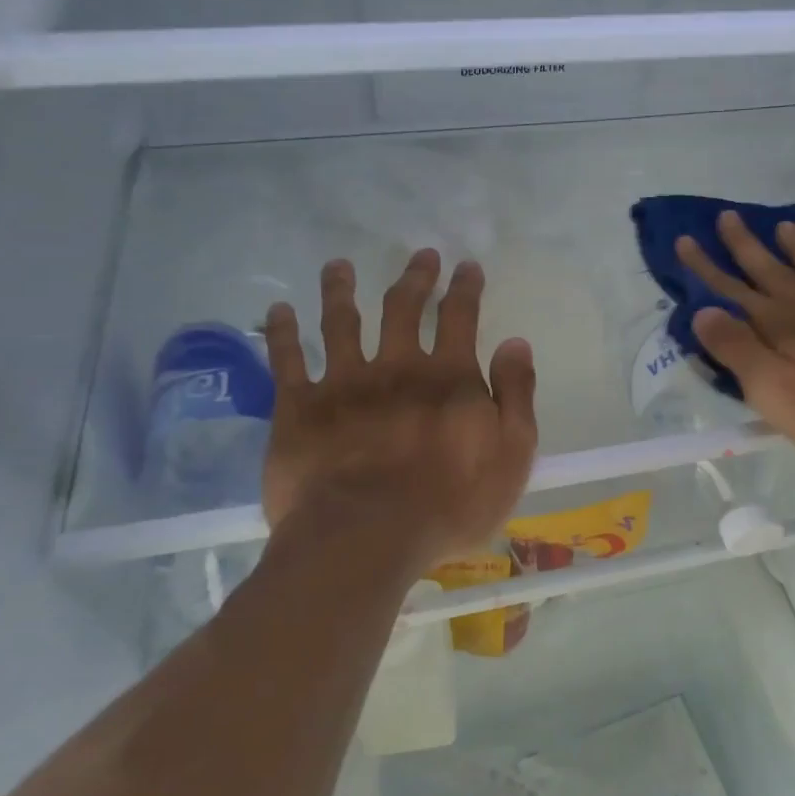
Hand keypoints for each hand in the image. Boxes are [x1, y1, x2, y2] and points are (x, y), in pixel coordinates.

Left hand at [259, 250, 537, 574]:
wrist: (366, 538)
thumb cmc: (449, 505)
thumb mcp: (511, 456)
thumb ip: (516, 397)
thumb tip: (515, 343)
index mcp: (448, 377)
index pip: (459, 317)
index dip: (465, 287)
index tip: (466, 266)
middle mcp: (395, 366)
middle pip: (402, 308)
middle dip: (414, 277)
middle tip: (420, 256)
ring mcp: (343, 383)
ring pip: (340, 321)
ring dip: (341, 288)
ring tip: (340, 266)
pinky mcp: (298, 408)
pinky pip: (286, 359)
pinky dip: (282, 331)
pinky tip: (278, 309)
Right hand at [675, 212, 794, 489]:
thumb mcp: (776, 394)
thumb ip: (738, 351)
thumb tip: (704, 311)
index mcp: (781, 326)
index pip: (732, 290)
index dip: (706, 267)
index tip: (685, 239)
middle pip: (772, 269)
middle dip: (745, 244)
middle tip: (727, 216)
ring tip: (783, 225)